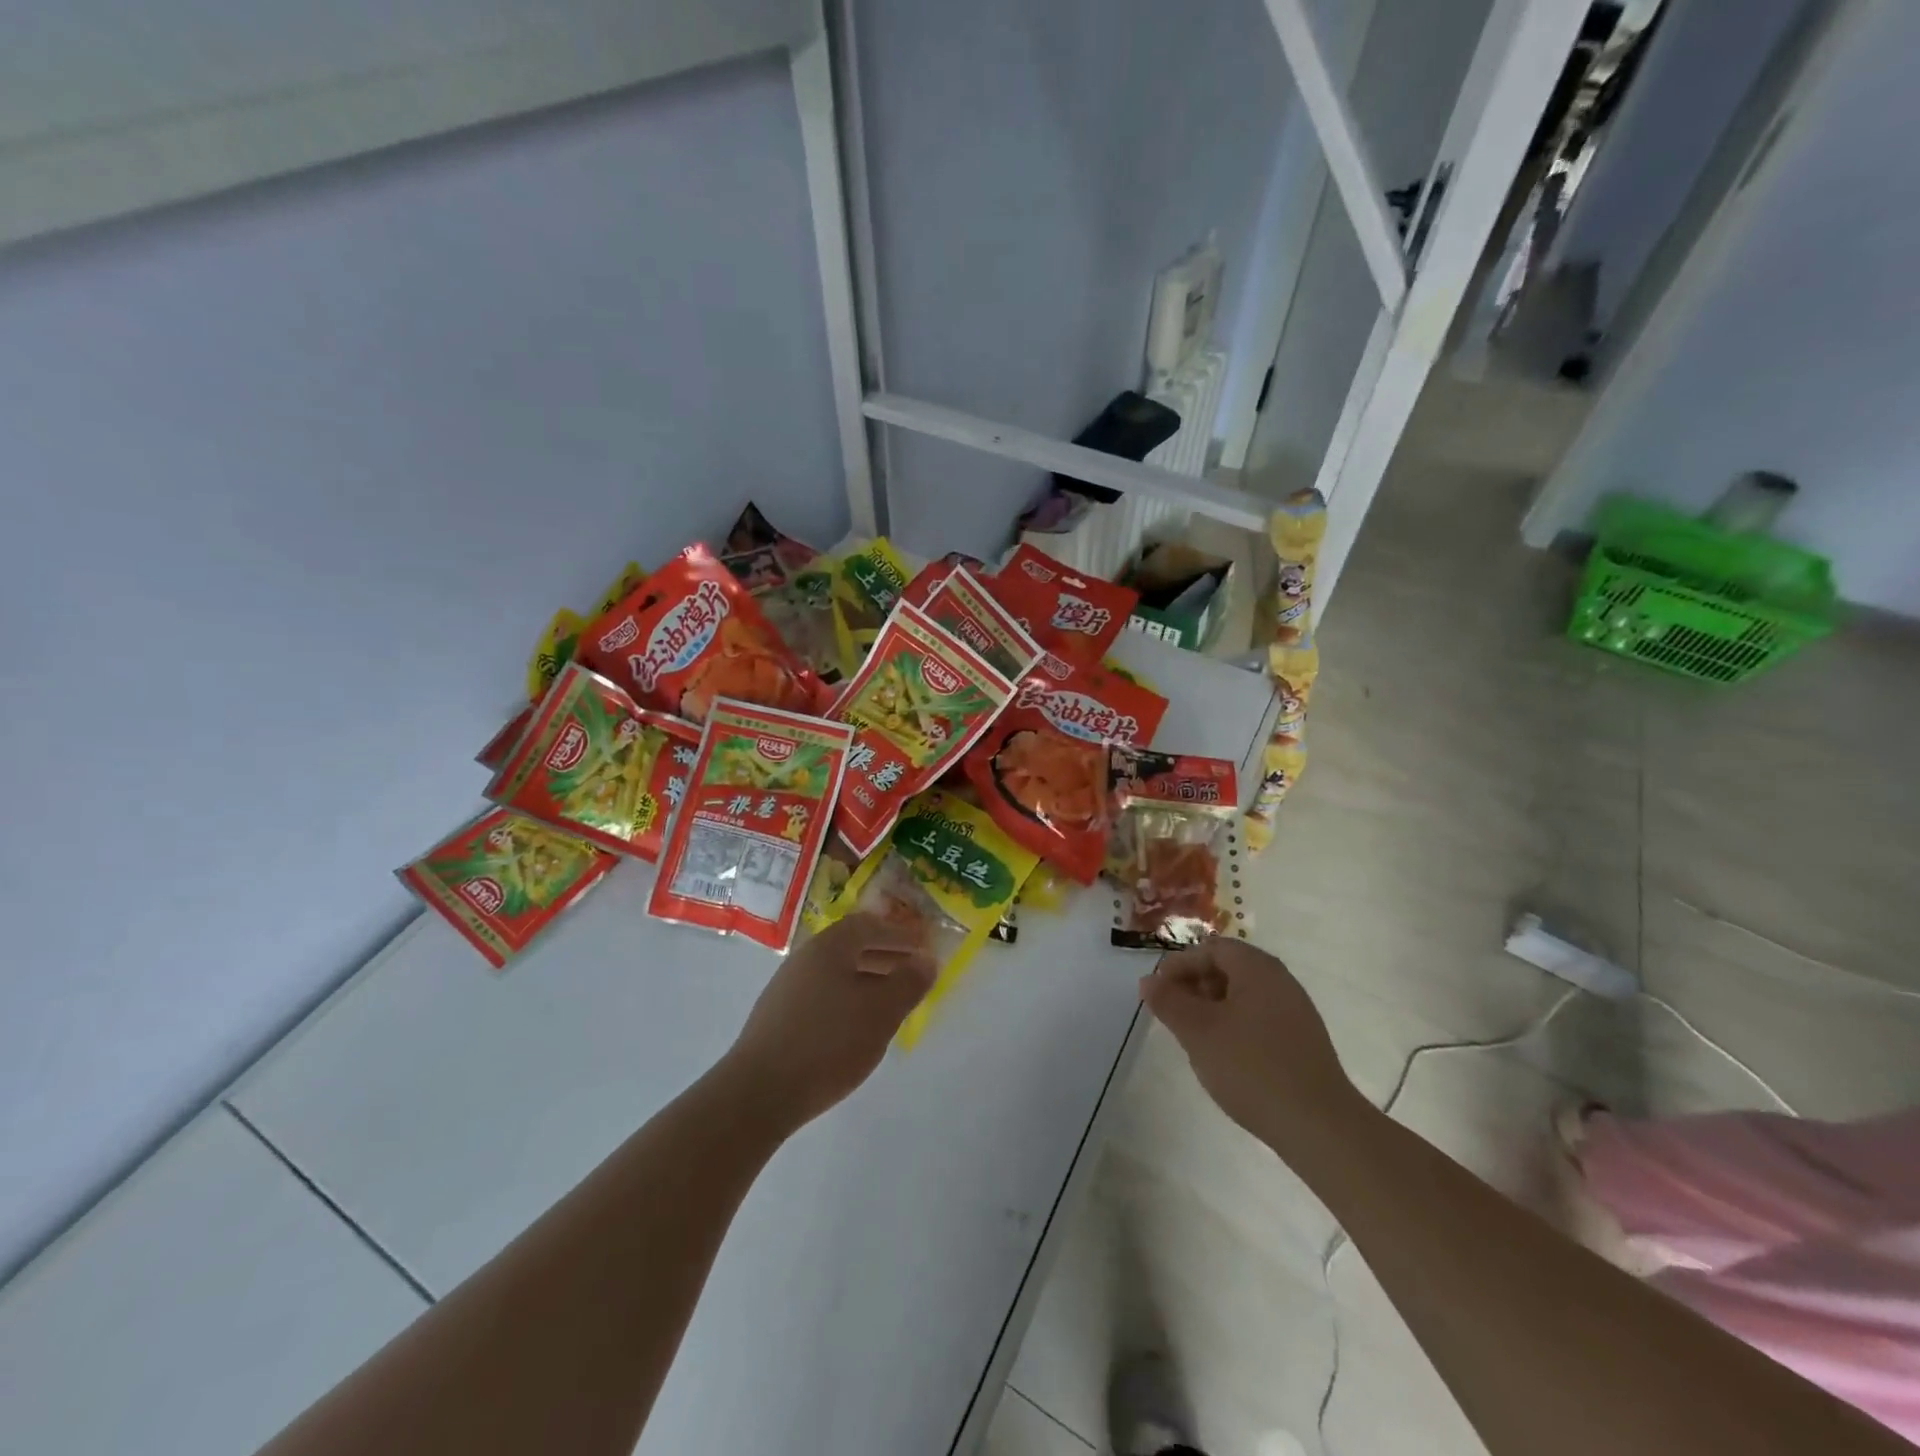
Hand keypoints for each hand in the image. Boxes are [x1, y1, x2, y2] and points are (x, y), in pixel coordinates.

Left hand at [717, 913, 935, 1134]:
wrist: (758, 1092)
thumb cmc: (829, 1043)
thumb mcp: (881, 1012)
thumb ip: (909, 982)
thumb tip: (927, 959)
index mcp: (830, 946)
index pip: (870, 925)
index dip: (900, 933)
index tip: (925, 946)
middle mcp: (806, 957)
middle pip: (852, 946)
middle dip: (886, 955)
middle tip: (913, 971)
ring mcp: (788, 987)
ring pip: (837, 972)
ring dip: (868, 978)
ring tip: (891, 1001)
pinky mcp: (778, 1016)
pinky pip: (823, 993)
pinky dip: (848, 998)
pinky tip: (857, 1025)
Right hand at [1139, 937, 1361, 1155]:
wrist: (1319, 1125)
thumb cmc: (1251, 1067)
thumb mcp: (1198, 1031)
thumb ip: (1169, 1001)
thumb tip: (1148, 981)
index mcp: (1257, 968)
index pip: (1211, 949)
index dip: (1179, 965)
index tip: (1158, 993)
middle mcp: (1280, 981)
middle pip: (1228, 968)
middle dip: (1195, 986)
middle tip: (1172, 1014)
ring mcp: (1295, 1012)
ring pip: (1243, 995)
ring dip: (1213, 1008)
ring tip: (1194, 1038)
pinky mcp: (1302, 1041)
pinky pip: (1259, 1018)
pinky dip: (1234, 1026)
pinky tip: (1224, 1056)